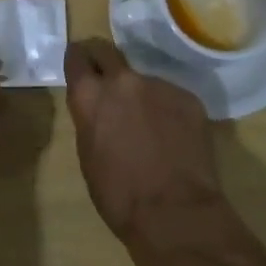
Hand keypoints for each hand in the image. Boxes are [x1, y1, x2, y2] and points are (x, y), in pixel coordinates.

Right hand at [64, 38, 227, 246]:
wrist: (176, 215)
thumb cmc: (119, 196)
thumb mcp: (88, 156)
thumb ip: (91, 120)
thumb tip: (100, 112)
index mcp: (90, 96)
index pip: (77, 56)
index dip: (78, 60)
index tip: (80, 65)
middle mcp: (123, 81)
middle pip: (107, 51)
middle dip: (103, 61)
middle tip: (106, 78)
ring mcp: (159, 86)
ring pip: (143, 80)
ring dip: (141, 95)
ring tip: (150, 127)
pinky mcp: (189, 98)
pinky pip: (171, 97)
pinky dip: (168, 111)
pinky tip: (174, 139)